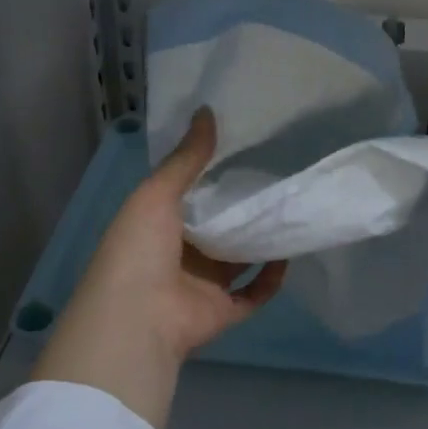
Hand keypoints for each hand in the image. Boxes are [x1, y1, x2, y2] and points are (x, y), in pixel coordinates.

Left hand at [32, 108, 286, 428]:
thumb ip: (186, 158)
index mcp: (158, 226)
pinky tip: (289, 252)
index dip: (212, 177)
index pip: (189, 197)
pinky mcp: (224, 310)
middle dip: (242, 208)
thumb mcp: (157, 193)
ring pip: (239, 260)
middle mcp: (181, 255)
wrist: (137, 317)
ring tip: (289, 209)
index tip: (243, 152)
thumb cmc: (139, 248)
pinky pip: (255, 293)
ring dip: (261, 241)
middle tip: (276, 177)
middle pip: (218, 229)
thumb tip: (208, 110)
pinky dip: (272, 277)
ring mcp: (203, 285)